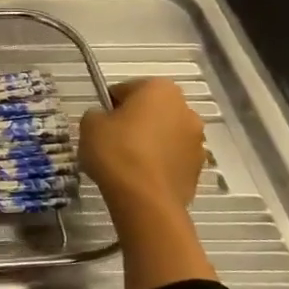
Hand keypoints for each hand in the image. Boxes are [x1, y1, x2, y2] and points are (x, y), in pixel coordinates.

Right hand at [78, 79, 216, 288]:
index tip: (100, 122)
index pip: (128, 89)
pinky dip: (159, 163)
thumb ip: (97, 114)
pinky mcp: (198, 169)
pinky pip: (172, 158)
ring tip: (127, 163)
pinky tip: (140, 177)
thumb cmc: (117, 151)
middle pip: (152, 110)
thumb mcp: (90, 124)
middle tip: (112, 140)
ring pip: (165, 135)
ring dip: (150, 142)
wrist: (145, 200)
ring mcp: (197, 141)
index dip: (110, 104)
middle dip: (135, 121)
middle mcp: (186, 109)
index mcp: (160, 89)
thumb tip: (105, 120)